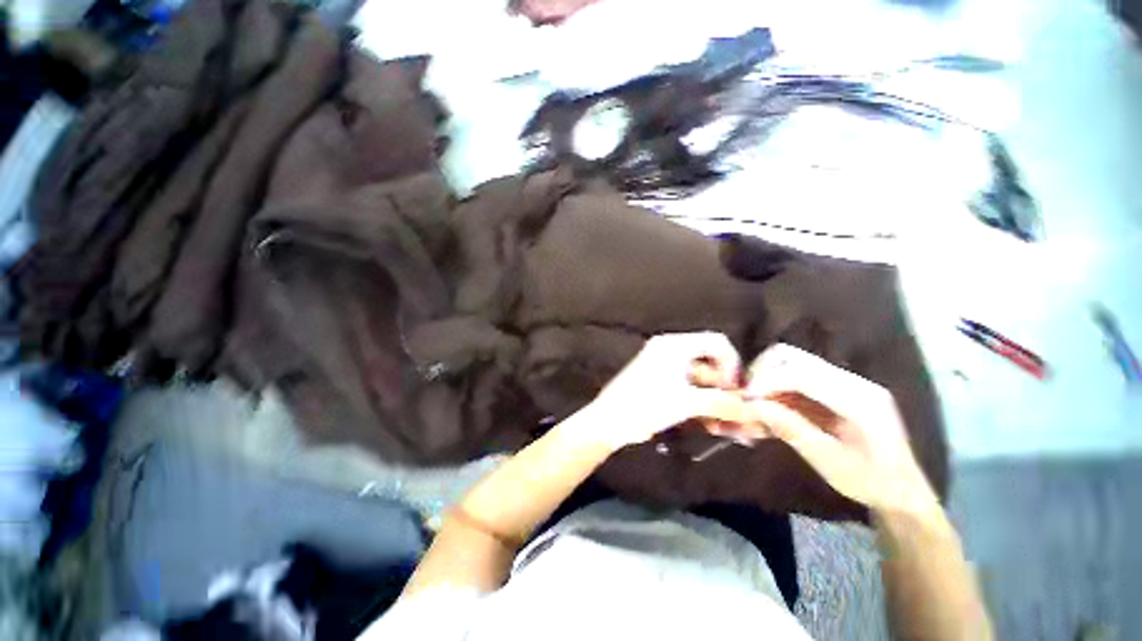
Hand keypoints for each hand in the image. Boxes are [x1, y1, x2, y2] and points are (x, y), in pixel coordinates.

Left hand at [583, 332, 746, 449]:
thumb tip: (752, 411)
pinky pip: (687, 387)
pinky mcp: (658, 380)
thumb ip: (722, 404)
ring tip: (720, 426)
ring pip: (699, 379)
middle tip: (733, 414)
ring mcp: (662, 365)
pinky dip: (698, 403)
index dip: (733, 364)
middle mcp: (670, 349)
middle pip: (709, 363)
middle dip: (724, 389)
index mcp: (676, 345)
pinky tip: (706, 424)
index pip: (717, 343)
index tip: (736, 390)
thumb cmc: (646, 404)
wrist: (609, 421)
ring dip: (713, 400)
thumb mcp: (686, 403)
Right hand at [743, 344, 938, 513]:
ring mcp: (846, 381)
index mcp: (858, 399)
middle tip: (746, 396)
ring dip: (766, 377)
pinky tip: (769, 406)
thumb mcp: (829, 462)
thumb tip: (753, 406)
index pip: (800, 374)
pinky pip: (796, 375)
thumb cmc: (871, 482)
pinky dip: (776, 386)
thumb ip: (791, 429)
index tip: (744, 399)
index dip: (766, 381)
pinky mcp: (837, 387)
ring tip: (755, 401)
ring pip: (791, 361)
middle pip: (792, 356)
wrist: (903, 491)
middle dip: (761, 372)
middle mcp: (852, 381)